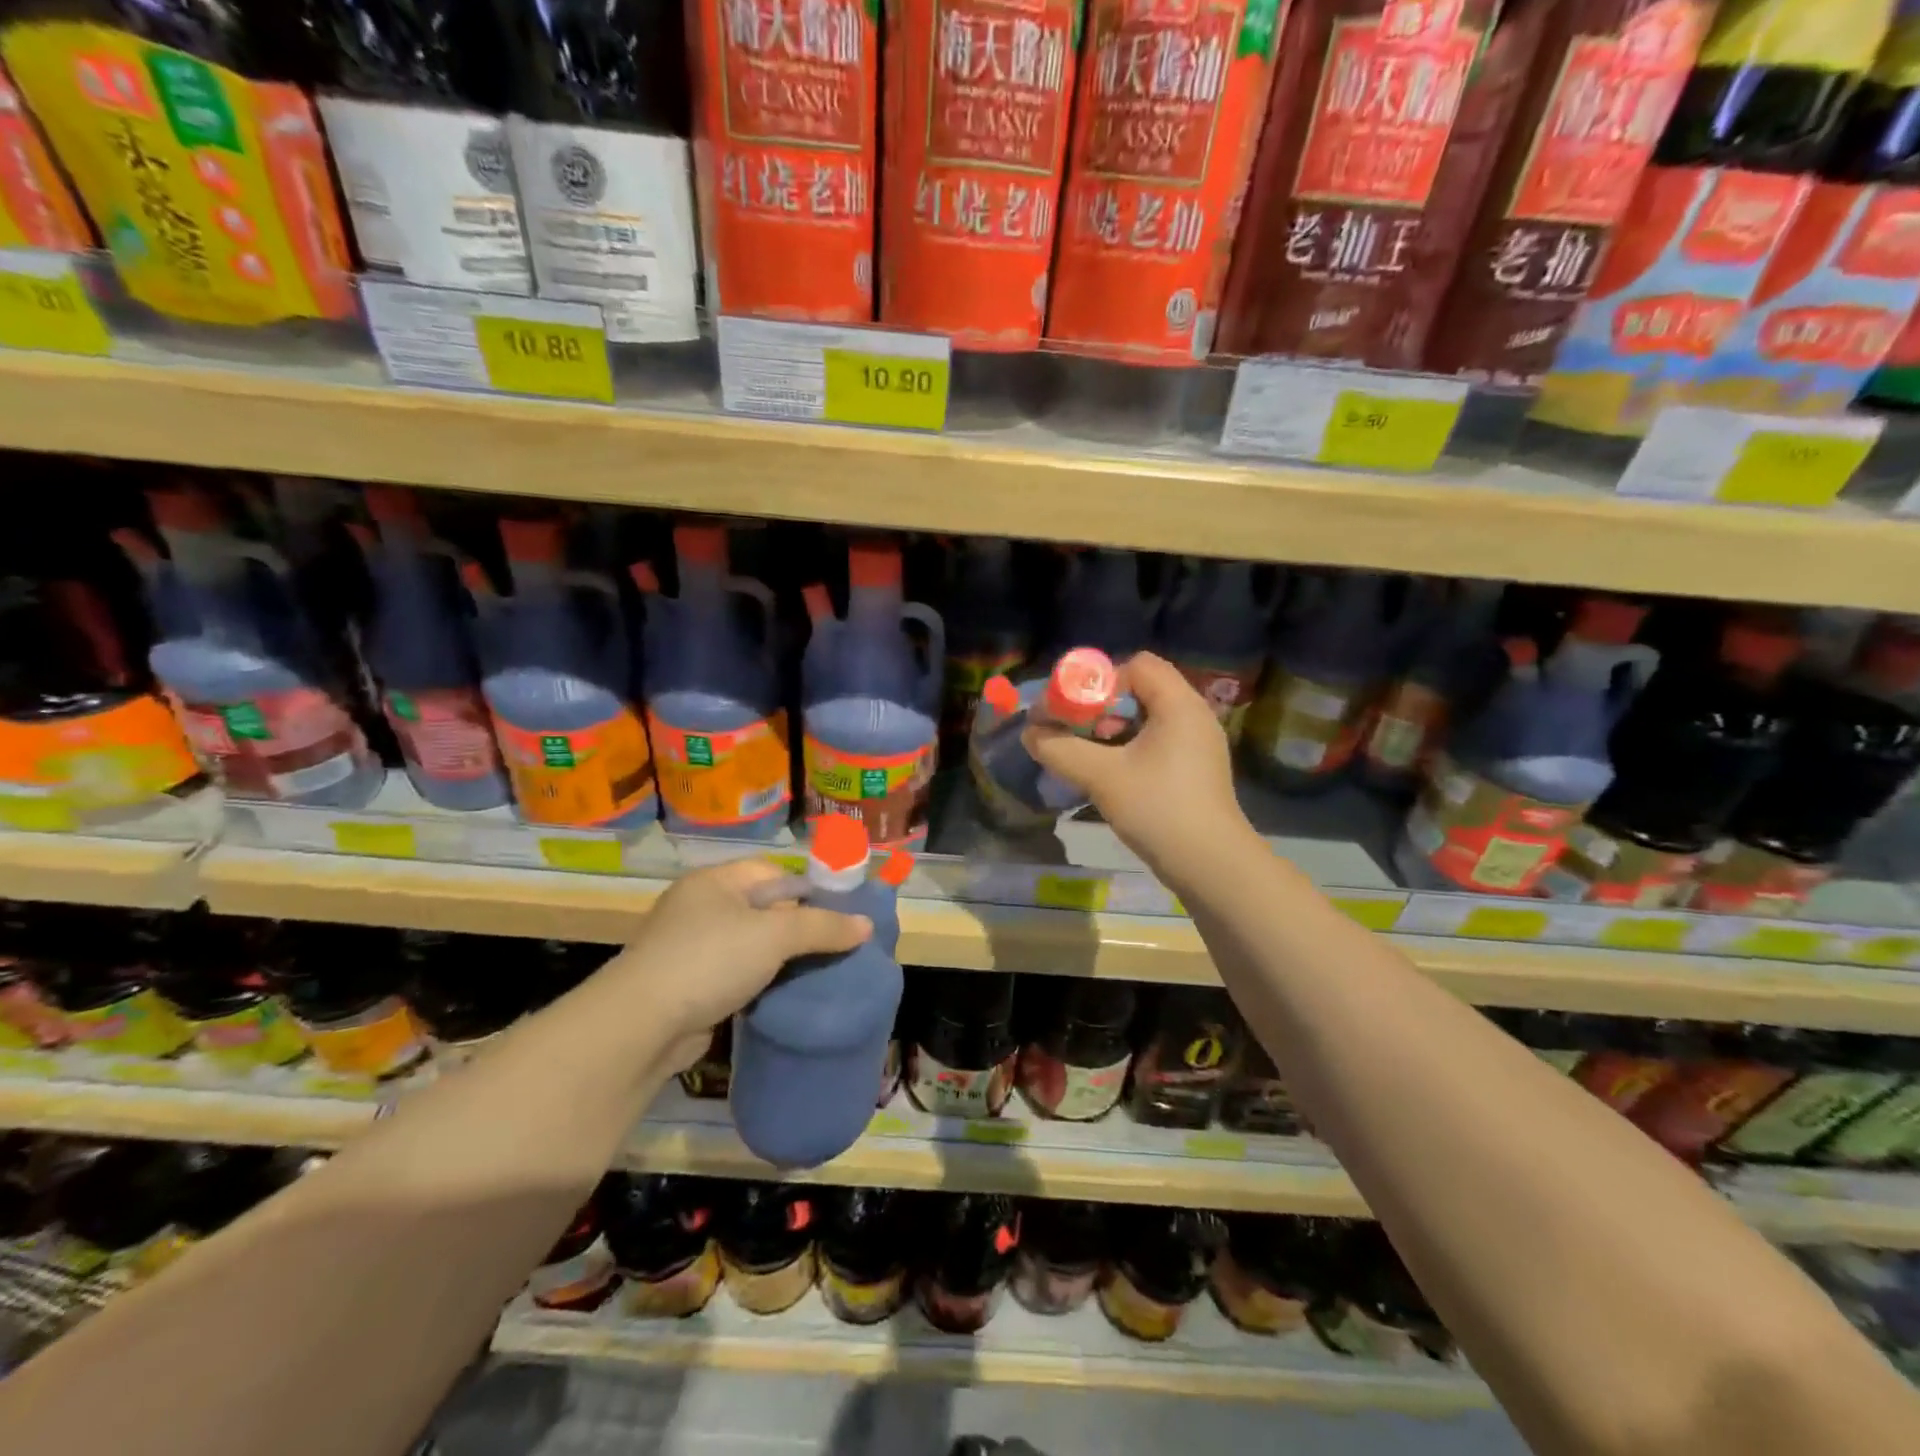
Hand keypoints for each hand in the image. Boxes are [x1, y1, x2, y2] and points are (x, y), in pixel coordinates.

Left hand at [597, 860, 871, 1052]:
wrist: (641, 1027)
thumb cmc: (709, 961)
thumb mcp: (775, 936)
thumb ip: (823, 927)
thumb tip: (866, 924)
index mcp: (715, 881)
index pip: (772, 872)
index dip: (807, 890)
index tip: (837, 916)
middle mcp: (700, 907)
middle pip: (763, 908)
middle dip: (798, 928)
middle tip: (833, 947)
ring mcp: (690, 948)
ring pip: (750, 945)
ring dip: (779, 959)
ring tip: (816, 974)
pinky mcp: (687, 985)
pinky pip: (735, 974)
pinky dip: (758, 982)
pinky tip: (782, 996)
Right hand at [1023, 651, 1249, 880]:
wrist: (1212, 866)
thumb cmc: (1158, 809)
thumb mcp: (1101, 777)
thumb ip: (1060, 749)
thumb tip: (1030, 733)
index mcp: (1179, 704)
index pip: (1137, 664)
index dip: (1101, 680)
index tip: (1076, 710)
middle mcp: (1194, 715)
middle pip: (1141, 688)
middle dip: (1102, 706)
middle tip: (1078, 732)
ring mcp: (1198, 743)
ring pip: (1148, 717)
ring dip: (1113, 729)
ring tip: (1091, 755)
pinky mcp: (1196, 768)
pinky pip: (1158, 741)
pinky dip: (1131, 747)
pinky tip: (1113, 774)